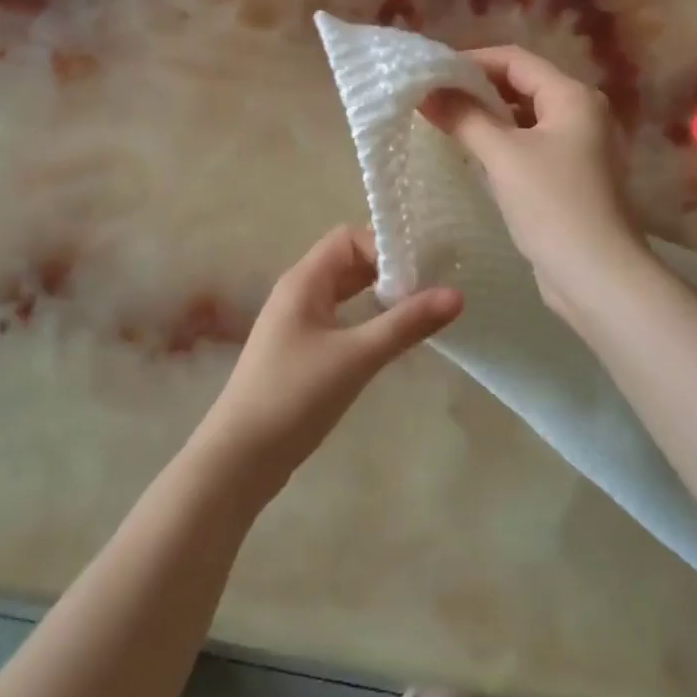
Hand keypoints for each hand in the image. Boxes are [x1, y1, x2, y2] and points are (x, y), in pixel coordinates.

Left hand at [197, 227, 461, 495]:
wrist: (239, 457)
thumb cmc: (295, 396)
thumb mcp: (357, 357)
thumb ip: (405, 324)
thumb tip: (457, 294)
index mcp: (304, 281)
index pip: (348, 239)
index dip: (385, 247)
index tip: (422, 272)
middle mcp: (297, 293)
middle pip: (347, 262)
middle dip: (387, 270)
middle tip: (431, 288)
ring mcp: (296, 323)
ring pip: (344, 293)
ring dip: (378, 296)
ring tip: (419, 310)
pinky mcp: (299, 352)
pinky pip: (338, 320)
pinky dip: (365, 320)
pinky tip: (389, 340)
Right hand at [422, 45, 646, 327]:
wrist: (596, 275)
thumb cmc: (552, 204)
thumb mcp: (502, 155)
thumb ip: (464, 117)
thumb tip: (427, 92)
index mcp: (572, 96)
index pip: (515, 59)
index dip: (471, 60)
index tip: (431, 72)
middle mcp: (581, 113)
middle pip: (521, 84)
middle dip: (476, 88)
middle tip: (432, 97)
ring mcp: (578, 146)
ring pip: (523, 117)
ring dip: (486, 116)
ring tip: (443, 121)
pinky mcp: (569, 176)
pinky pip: (528, 144)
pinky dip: (500, 141)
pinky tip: (470, 153)